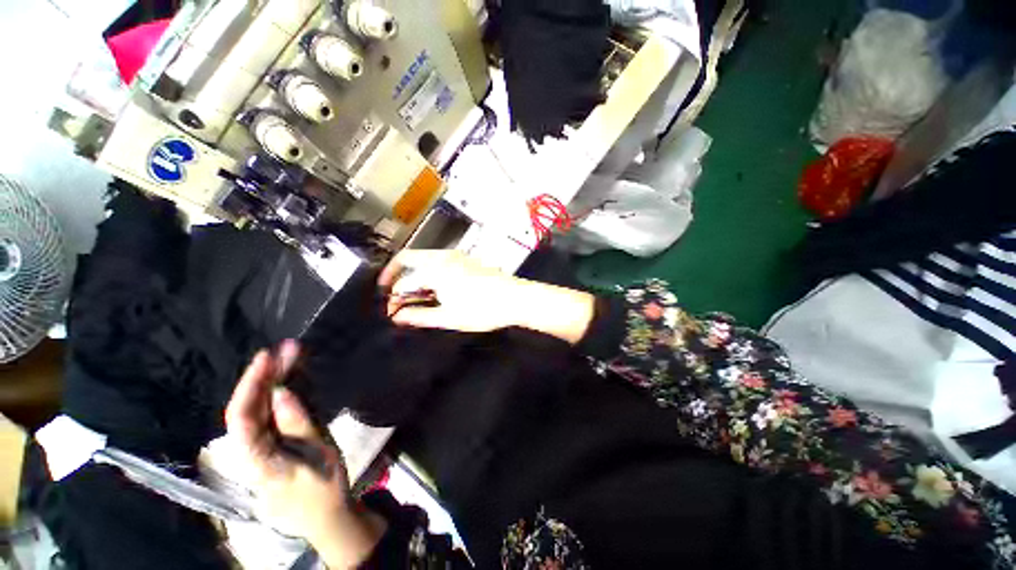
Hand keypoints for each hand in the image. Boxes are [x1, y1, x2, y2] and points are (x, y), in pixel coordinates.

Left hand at [225, 341, 385, 567]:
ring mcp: (261, 446)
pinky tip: (292, 375)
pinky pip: (271, 413)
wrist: (325, 514)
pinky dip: (281, 392)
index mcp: (256, 459)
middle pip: (249, 407)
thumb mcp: (318, 455)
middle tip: (287, 348)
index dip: (250, 385)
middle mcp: (250, 450)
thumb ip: (299, 424)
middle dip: (264, 375)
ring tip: (291, 355)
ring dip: (274, 380)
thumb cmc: (323, 488)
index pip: (241, 418)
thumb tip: (282, 392)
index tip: (266, 357)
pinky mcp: (273, 443)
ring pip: (259, 408)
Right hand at [378, 250, 595, 343]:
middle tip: (392, 293)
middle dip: (395, 275)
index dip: (393, 298)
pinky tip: (434, 287)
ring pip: (424, 258)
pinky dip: (428, 270)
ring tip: (414, 294)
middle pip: (408, 259)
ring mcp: (456, 256)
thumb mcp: (449, 318)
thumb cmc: (483, 310)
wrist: (516, 298)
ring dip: (413, 273)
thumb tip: (398, 316)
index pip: (403, 281)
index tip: (392, 312)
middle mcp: (443, 257)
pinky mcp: (466, 259)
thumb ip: (420, 316)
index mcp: (435, 270)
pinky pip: (438, 260)